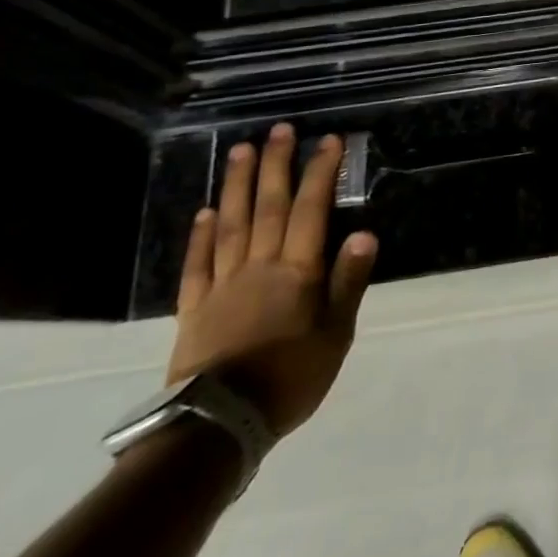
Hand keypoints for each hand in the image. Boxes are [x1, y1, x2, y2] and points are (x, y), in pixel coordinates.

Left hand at [168, 124, 377, 438]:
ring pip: (231, 225)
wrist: (218, 425)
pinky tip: (206, 211)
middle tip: (279, 130)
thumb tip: (364, 232)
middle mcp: (259, 267)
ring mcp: (222, 285)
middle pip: (268, 207)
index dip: (320, 173)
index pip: (310, 210)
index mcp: (298, 272)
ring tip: (241, 152)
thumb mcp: (336, 334)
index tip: (328, 141)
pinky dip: (201, 235)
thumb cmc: (291, 378)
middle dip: (276, 165)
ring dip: (237, 186)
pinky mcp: (194, 308)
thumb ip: (348, 282)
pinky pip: (197, 264)